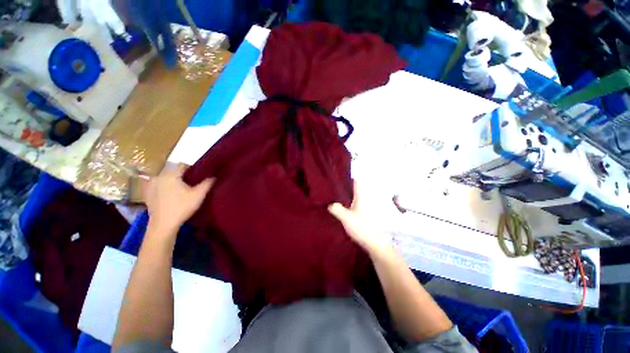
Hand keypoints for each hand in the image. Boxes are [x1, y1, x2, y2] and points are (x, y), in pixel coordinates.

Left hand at [141, 164, 213, 232]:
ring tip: (183, 190)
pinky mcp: (148, 194)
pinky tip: (172, 197)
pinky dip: (166, 188)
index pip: (183, 165)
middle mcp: (159, 177)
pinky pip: (160, 186)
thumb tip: (214, 176)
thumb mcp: (199, 195)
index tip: (200, 176)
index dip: (193, 169)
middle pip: (174, 172)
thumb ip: (207, 183)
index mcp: (170, 174)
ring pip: (167, 179)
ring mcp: (151, 186)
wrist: (163, 225)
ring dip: (175, 182)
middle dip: (184, 176)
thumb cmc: (182, 207)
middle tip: (193, 184)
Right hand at [328, 181, 394, 257]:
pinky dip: (350, 206)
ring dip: (347, 198)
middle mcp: (365, 200)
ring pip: (355, 199)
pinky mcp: (366, 216)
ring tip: (336, 199)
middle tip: (334, 190)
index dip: (348, 178)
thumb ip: (336, 209)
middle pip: (355, 190)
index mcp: (361, 197)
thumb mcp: (346, 218)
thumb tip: (330, 204)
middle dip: (345, 188)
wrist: (376, 244)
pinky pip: (356, 206)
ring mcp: (367, 208)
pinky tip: (343, 211)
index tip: (338, 178)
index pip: (356, 182)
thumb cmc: (362, 227)